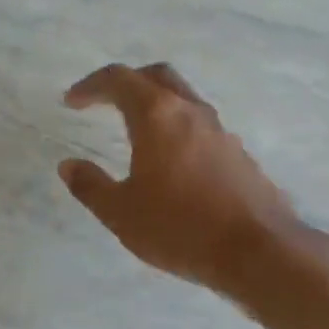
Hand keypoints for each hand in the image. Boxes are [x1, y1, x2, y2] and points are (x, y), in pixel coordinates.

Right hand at [58, 63, 300, 300]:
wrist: (259, 252)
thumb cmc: (180, 228)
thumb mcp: (121, 213)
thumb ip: (91, 186)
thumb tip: (69, 166)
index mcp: (157, 116)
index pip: (119, 79)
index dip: (91, 85)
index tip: (72, 102)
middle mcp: (190, 112)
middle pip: (156, 76)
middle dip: (126, 82)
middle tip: (104, 101)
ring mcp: (220, 131)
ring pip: (182, 99)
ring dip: (155, 104)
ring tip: (135, 131)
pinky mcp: (238, 153)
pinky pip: (200, 126)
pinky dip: (177, 128)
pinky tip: (170, 161)